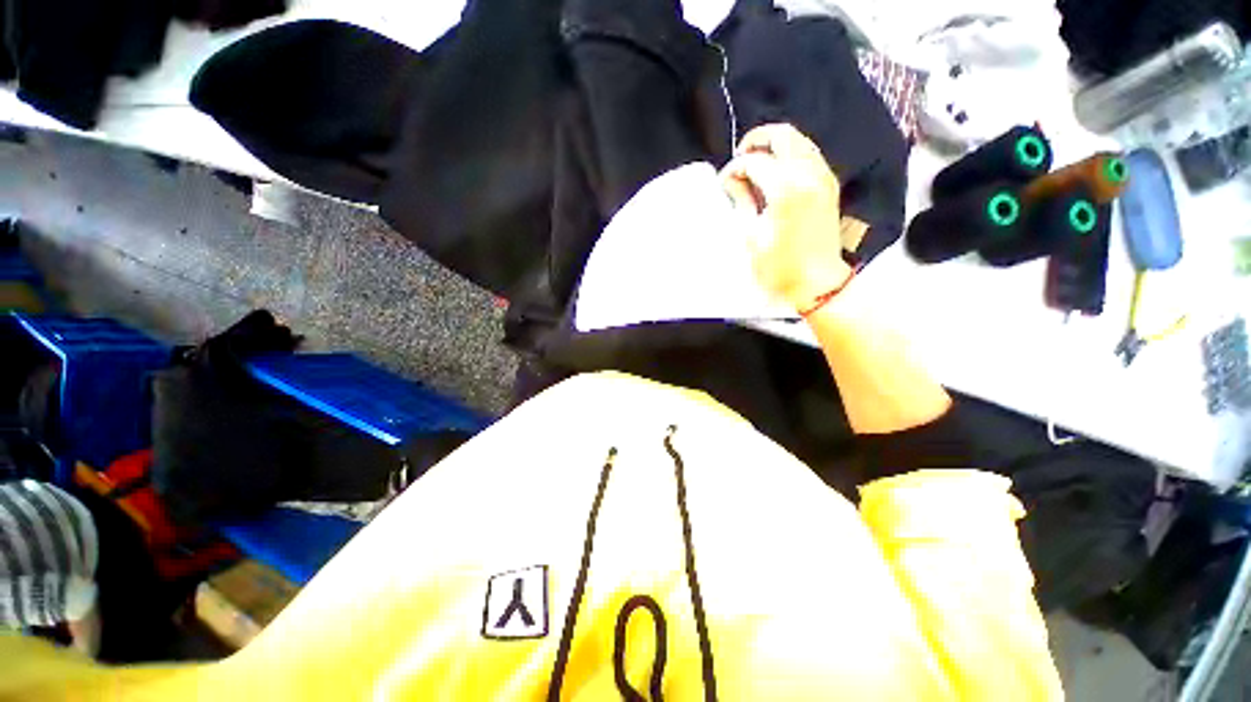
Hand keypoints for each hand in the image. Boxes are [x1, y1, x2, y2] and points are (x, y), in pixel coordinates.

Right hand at [721, 124, 851, 311]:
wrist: (817, 282)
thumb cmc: (780, 267)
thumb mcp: (751, 237)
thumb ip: (741, 201)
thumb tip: (732, 181)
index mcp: (786, 189)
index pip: (754, 161)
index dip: (734, 169)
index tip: (725, 183)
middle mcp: (808, 175)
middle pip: (782, 135)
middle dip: (756, 141)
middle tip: (740, 158)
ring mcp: (822, 178)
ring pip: (799, 141)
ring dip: (775, 146)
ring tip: (757, 165)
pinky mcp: (829, 185)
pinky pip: (809, 155)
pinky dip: (791, 155)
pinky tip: (777, 174)